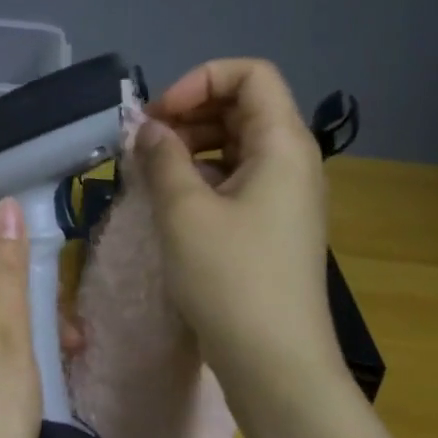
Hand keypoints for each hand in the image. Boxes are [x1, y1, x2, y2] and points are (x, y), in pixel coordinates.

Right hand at [132, 59, 344, 394]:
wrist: (276, 362)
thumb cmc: (231, 278)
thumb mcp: (184, 212)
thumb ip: (161, 158)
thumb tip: (147, 129)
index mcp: (283, 144)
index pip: (250, 74)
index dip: (199, 81)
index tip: (158, 116)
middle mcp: (292, 162)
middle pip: (243, 107)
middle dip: (189, 113)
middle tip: (144, 143)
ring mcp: (285, 197)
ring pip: (237, 145)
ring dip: (191, 146)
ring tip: (149, 171)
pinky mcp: (272, 227)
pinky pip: (237, 180)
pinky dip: (202, 177)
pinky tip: (170, 202)